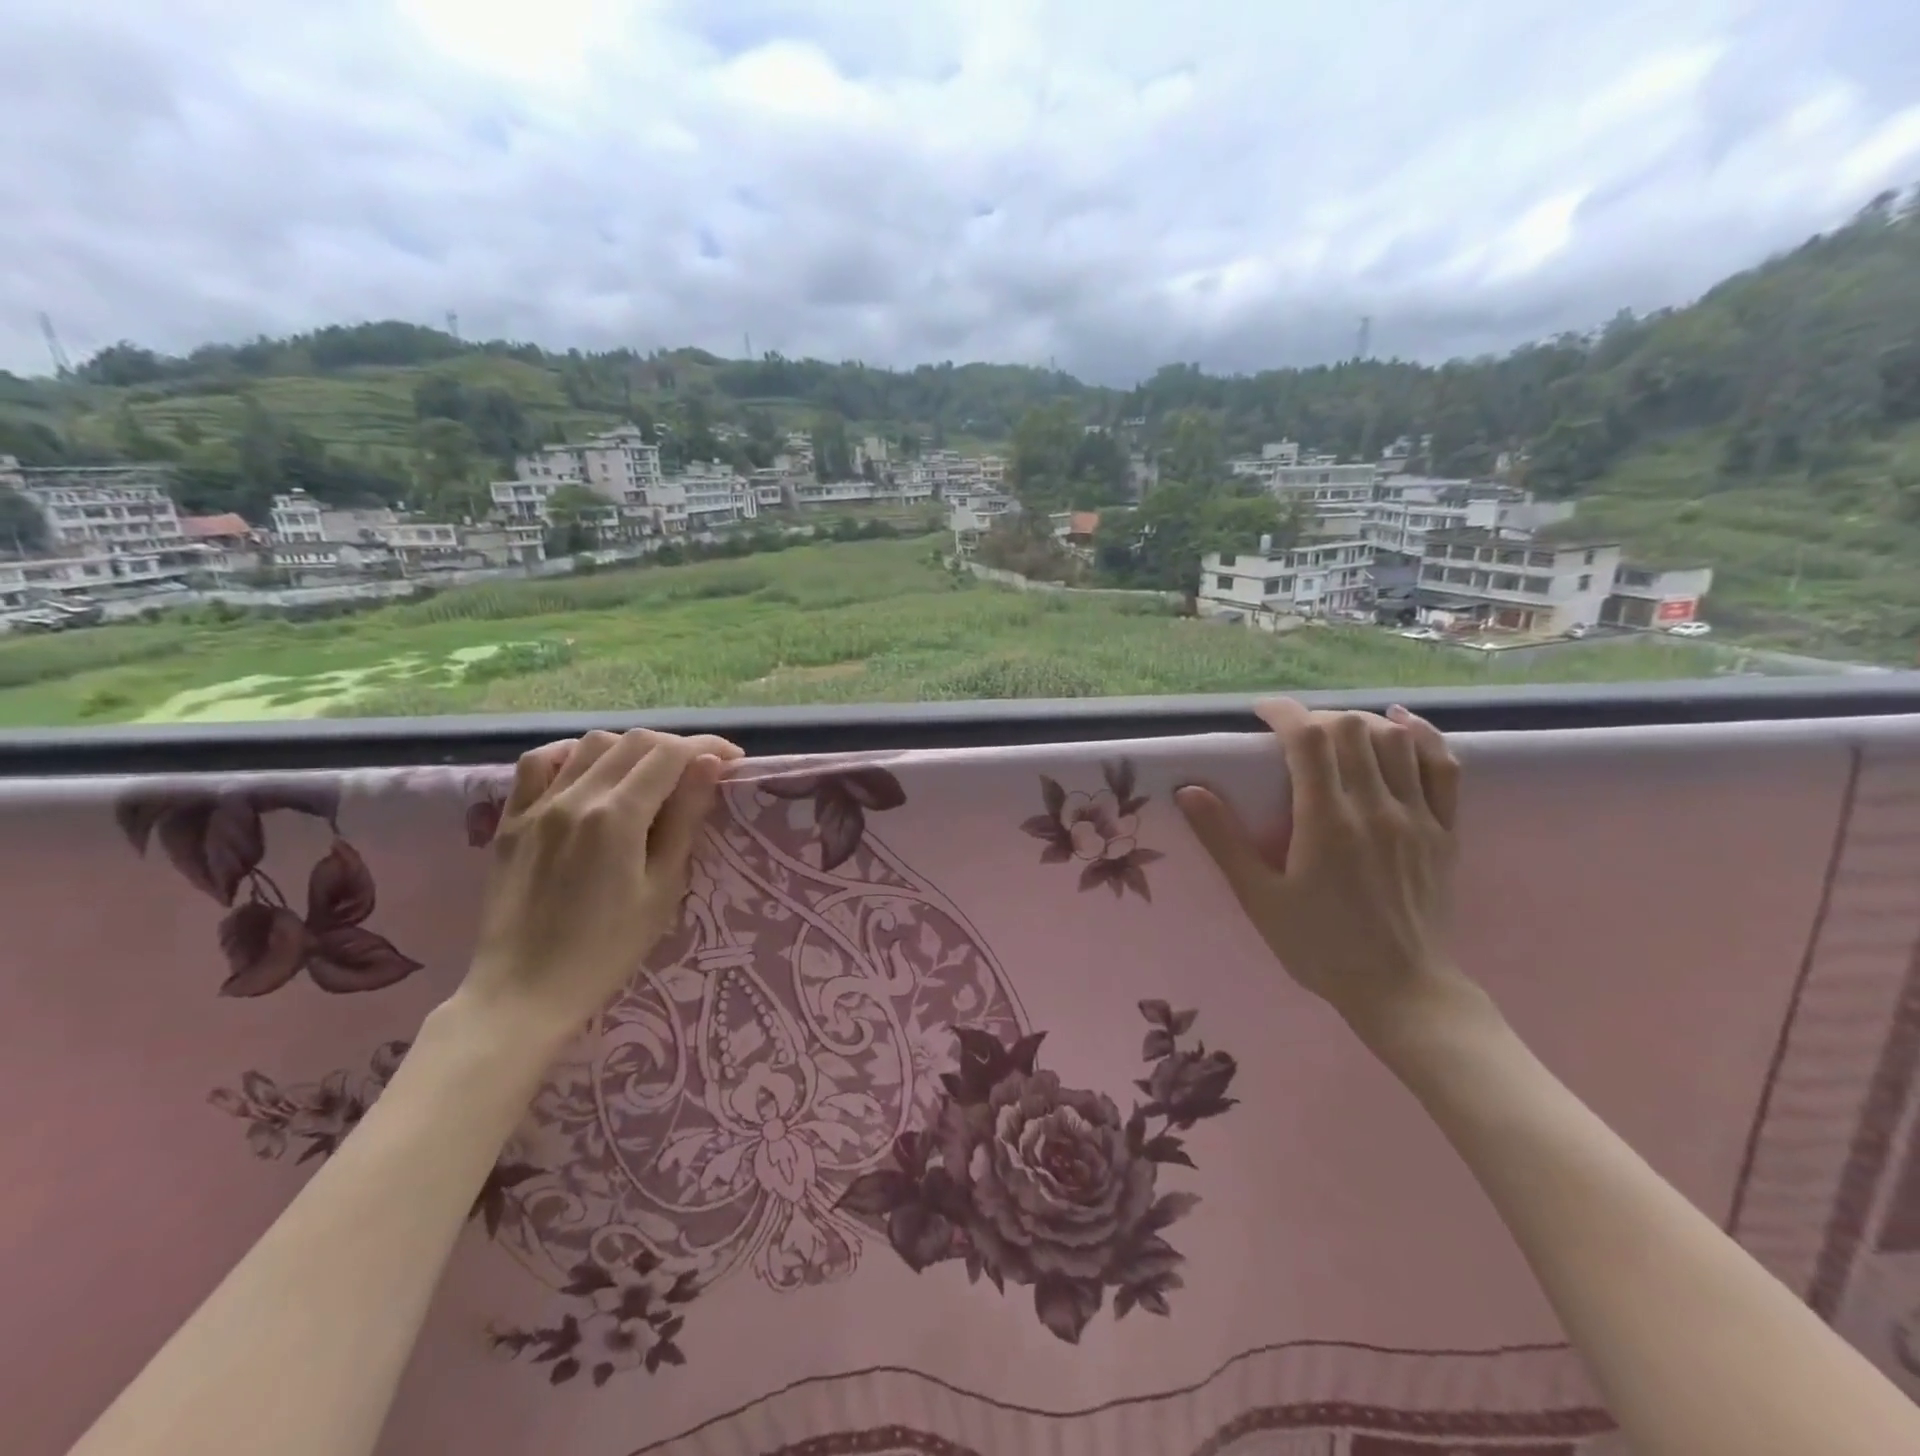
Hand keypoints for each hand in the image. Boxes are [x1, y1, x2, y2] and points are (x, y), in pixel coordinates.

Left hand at [457, 728, 743, 1043]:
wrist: (523, 991)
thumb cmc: (606, 950)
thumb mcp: (662, 889)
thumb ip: (685, 820)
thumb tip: (708, 765)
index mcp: (616, 817)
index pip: (670, 755)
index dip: (707, 747)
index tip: (733, 758)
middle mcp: (575, 797)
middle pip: (634, 742)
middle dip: (676, 746)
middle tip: (700, 770)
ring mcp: (538, 805)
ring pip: (591, 744)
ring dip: (630, 748)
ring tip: (650, 773)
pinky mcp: (511, 820)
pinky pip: (538, 763)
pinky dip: (571, 754)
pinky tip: (588, 769)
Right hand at [1176, 698, 1468, 1037]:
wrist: (1400, 990)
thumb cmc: (1319, 946)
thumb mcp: (1258, 897)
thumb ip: (1223, 840)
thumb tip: (1188, 791)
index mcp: (1326, 821)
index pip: (1308, 738)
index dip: (1284, 712)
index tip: (1261, 712)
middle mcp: (1375, 808)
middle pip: (1350, 729)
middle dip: (1315, 717)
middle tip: (1292, 736)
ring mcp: (1416, 817)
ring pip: (1394, 739)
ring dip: (1359, 723)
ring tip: (1335, 734)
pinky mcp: (1445, 831)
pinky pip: (1444, 767)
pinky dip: (1423, 736)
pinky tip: (1401, 724)